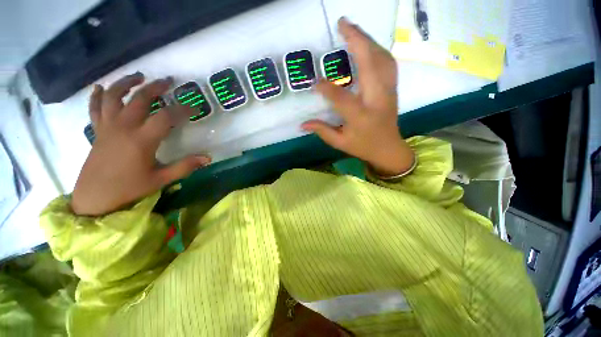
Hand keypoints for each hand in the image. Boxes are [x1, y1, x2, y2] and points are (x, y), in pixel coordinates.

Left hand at [71, 73, 210, 215]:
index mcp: (141, 140)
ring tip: (139, 76)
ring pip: (114, 97)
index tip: (194, 107)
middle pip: (139, 99)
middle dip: (155, 88)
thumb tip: (207, 158)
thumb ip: (185, 166)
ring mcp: (107, 127)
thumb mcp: (160, 180)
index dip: (182, 110)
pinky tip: (102, 87)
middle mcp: (123, 128)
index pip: (166, 117)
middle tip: (168, 81)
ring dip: (126, 83)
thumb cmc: (129, 189)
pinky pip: (95, 108)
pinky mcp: (98, 131)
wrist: (94, 197)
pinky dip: (97, 95)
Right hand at [302, 17, 413, 176]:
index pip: (341, 97)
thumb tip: (303, 124)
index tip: (314, 82)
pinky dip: (378, 50)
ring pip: (382, 58)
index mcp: (360, 116)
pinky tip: (368, 45)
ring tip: (353, 29)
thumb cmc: (363, 146)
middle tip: (342, 24)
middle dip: (356, 41)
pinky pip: (388, 63)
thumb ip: (322, 131)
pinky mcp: (393, 88)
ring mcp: (388, 91)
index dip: (326, 87)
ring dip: (368, 41)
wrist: (388, 148)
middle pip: (370, 64)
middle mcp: (377, 99)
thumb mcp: (340, 143)